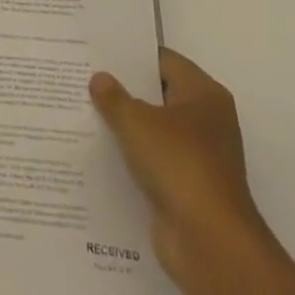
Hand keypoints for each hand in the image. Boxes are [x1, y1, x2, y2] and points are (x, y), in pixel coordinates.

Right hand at [91, 49, 264, 283]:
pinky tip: (99, 152)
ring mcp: (198, 157)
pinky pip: (154, 162)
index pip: (163, 61)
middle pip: (159, 95)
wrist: (210, 243)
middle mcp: (207, 121)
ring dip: (126, 127)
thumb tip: (100, 79)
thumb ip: (114, 97)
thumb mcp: (137, 122)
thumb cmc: (179, 165)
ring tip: (84, 112)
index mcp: (204, 94)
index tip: (98, 51)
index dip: (131, 56)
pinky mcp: (187, 188)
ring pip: (154, 130)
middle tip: (84, 78)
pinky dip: (132, 158)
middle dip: (124, 90)